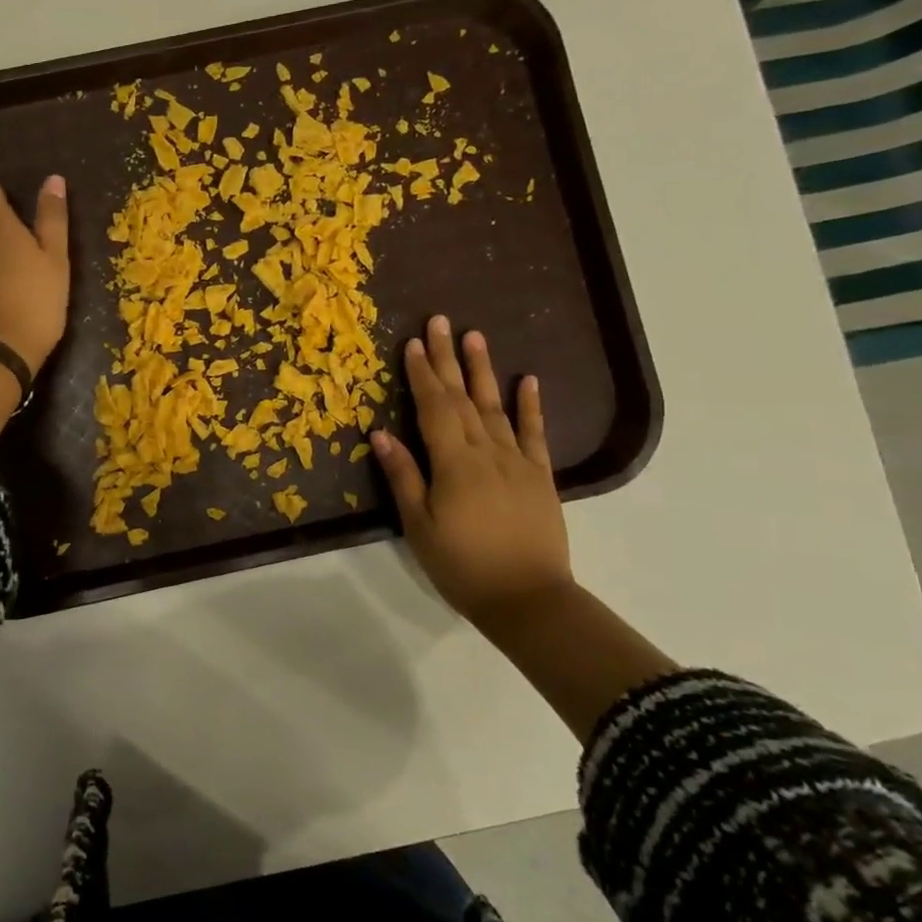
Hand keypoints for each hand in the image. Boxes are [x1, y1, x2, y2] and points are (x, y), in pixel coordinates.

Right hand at [371, 317, 571, 631]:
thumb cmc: (463, 566)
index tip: (412, 343)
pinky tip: (529, 380)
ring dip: (484, 370)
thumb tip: (381, 433)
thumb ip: (404, 476)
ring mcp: (517, 461)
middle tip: (440, 322)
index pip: (434, 408)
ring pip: (496, 406)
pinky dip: (531, 406)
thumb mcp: (419, 526)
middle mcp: (487, 452)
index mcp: (454, 463)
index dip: (421, 375)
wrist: (528, 600)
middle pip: (463, 397)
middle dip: (448, 358)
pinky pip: (535, 434)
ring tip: (475, 336)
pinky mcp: (540, 476)